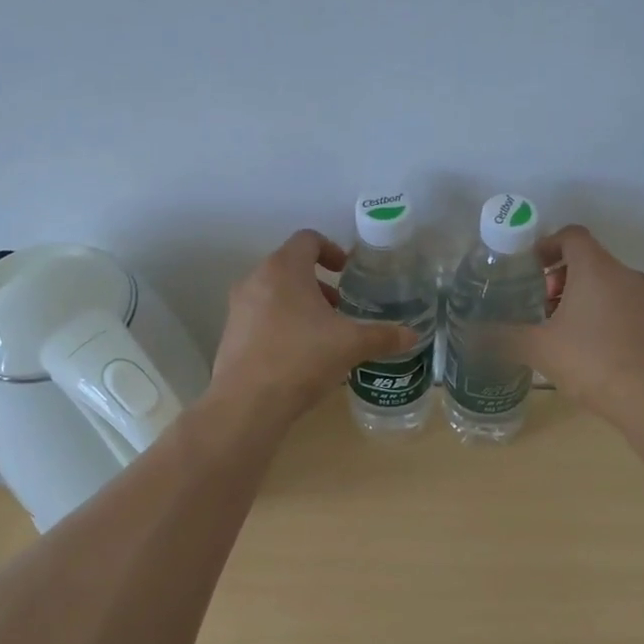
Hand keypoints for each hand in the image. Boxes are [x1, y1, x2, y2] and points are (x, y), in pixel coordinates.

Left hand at [209, 230, 417, 420]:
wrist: (247, 404)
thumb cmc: (302, 358)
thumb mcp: (351, 345)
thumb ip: (383, 336)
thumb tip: (412, 335)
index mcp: (284, 268)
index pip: (307, 239)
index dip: (331, 249)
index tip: (346, 272)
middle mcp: (256, 279)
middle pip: (291, 266)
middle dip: (319, 283)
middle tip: (340, 307)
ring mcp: (239, 307)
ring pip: (275, 293)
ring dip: (301, 304)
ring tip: (323, 333)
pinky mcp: (231, 334)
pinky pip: (261, 317)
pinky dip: (282, 324)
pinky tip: (301, 355)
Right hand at [508, 225, 643, 420]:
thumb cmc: (591, 361)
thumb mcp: (538, 348)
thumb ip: (504, 336)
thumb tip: (474, 335)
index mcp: (596, 268)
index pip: (571, 235)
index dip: (546, 245)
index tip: (528, 268)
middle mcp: (623, 274)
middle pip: (587, 258)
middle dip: (557, 276)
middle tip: (537, 303)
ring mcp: (642, 298)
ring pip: (603, 281)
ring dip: (576, 294)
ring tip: (554, 327)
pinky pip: (617, 301)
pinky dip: (595, 309)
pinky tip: (579, 344)